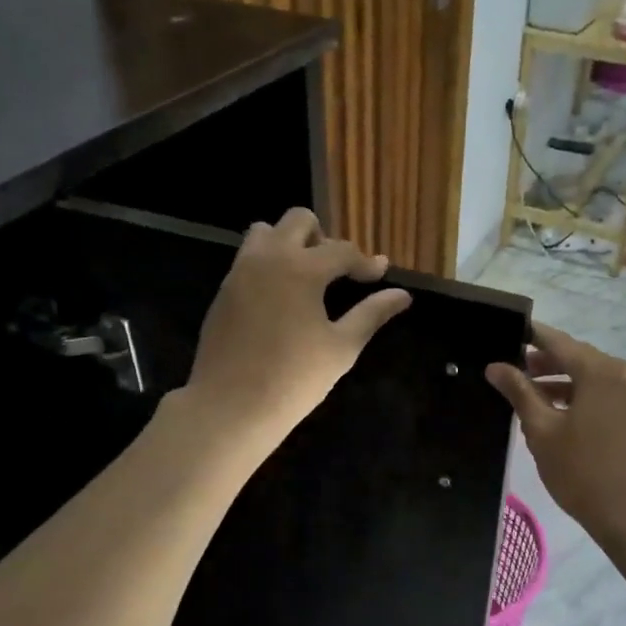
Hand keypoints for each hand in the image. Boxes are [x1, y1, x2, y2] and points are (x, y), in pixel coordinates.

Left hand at [188, 208, 410, 456]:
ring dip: (290, 244)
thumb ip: (372, 314)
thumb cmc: (294, 378)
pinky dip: (268, 265)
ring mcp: (239, 272)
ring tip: (304, 278)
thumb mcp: (342, 347)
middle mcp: (268, 257)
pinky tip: (280, 299)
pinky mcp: (223, 291)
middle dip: (323, 238)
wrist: (231, 405)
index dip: (365, 262)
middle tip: (337, 271)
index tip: (380, 274)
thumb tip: (402, 295)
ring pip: (265, 233)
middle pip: (299, 220)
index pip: (342, 250)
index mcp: (302, 268)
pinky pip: (248, 259)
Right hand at [485, 323, 625, 541]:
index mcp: (600, 370)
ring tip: (530, 396)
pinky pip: (606, 396)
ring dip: (562, 383)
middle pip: (577, 358)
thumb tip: (496, 367)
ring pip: (592, 379)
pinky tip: (560, 416)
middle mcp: (623, 374)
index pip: (557, 342)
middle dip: (544, 363)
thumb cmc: (583, 471)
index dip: (530, 337)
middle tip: (511, 371)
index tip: (505, 335)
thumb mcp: (542, 430)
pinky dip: (582, 398)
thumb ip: (519, 393)